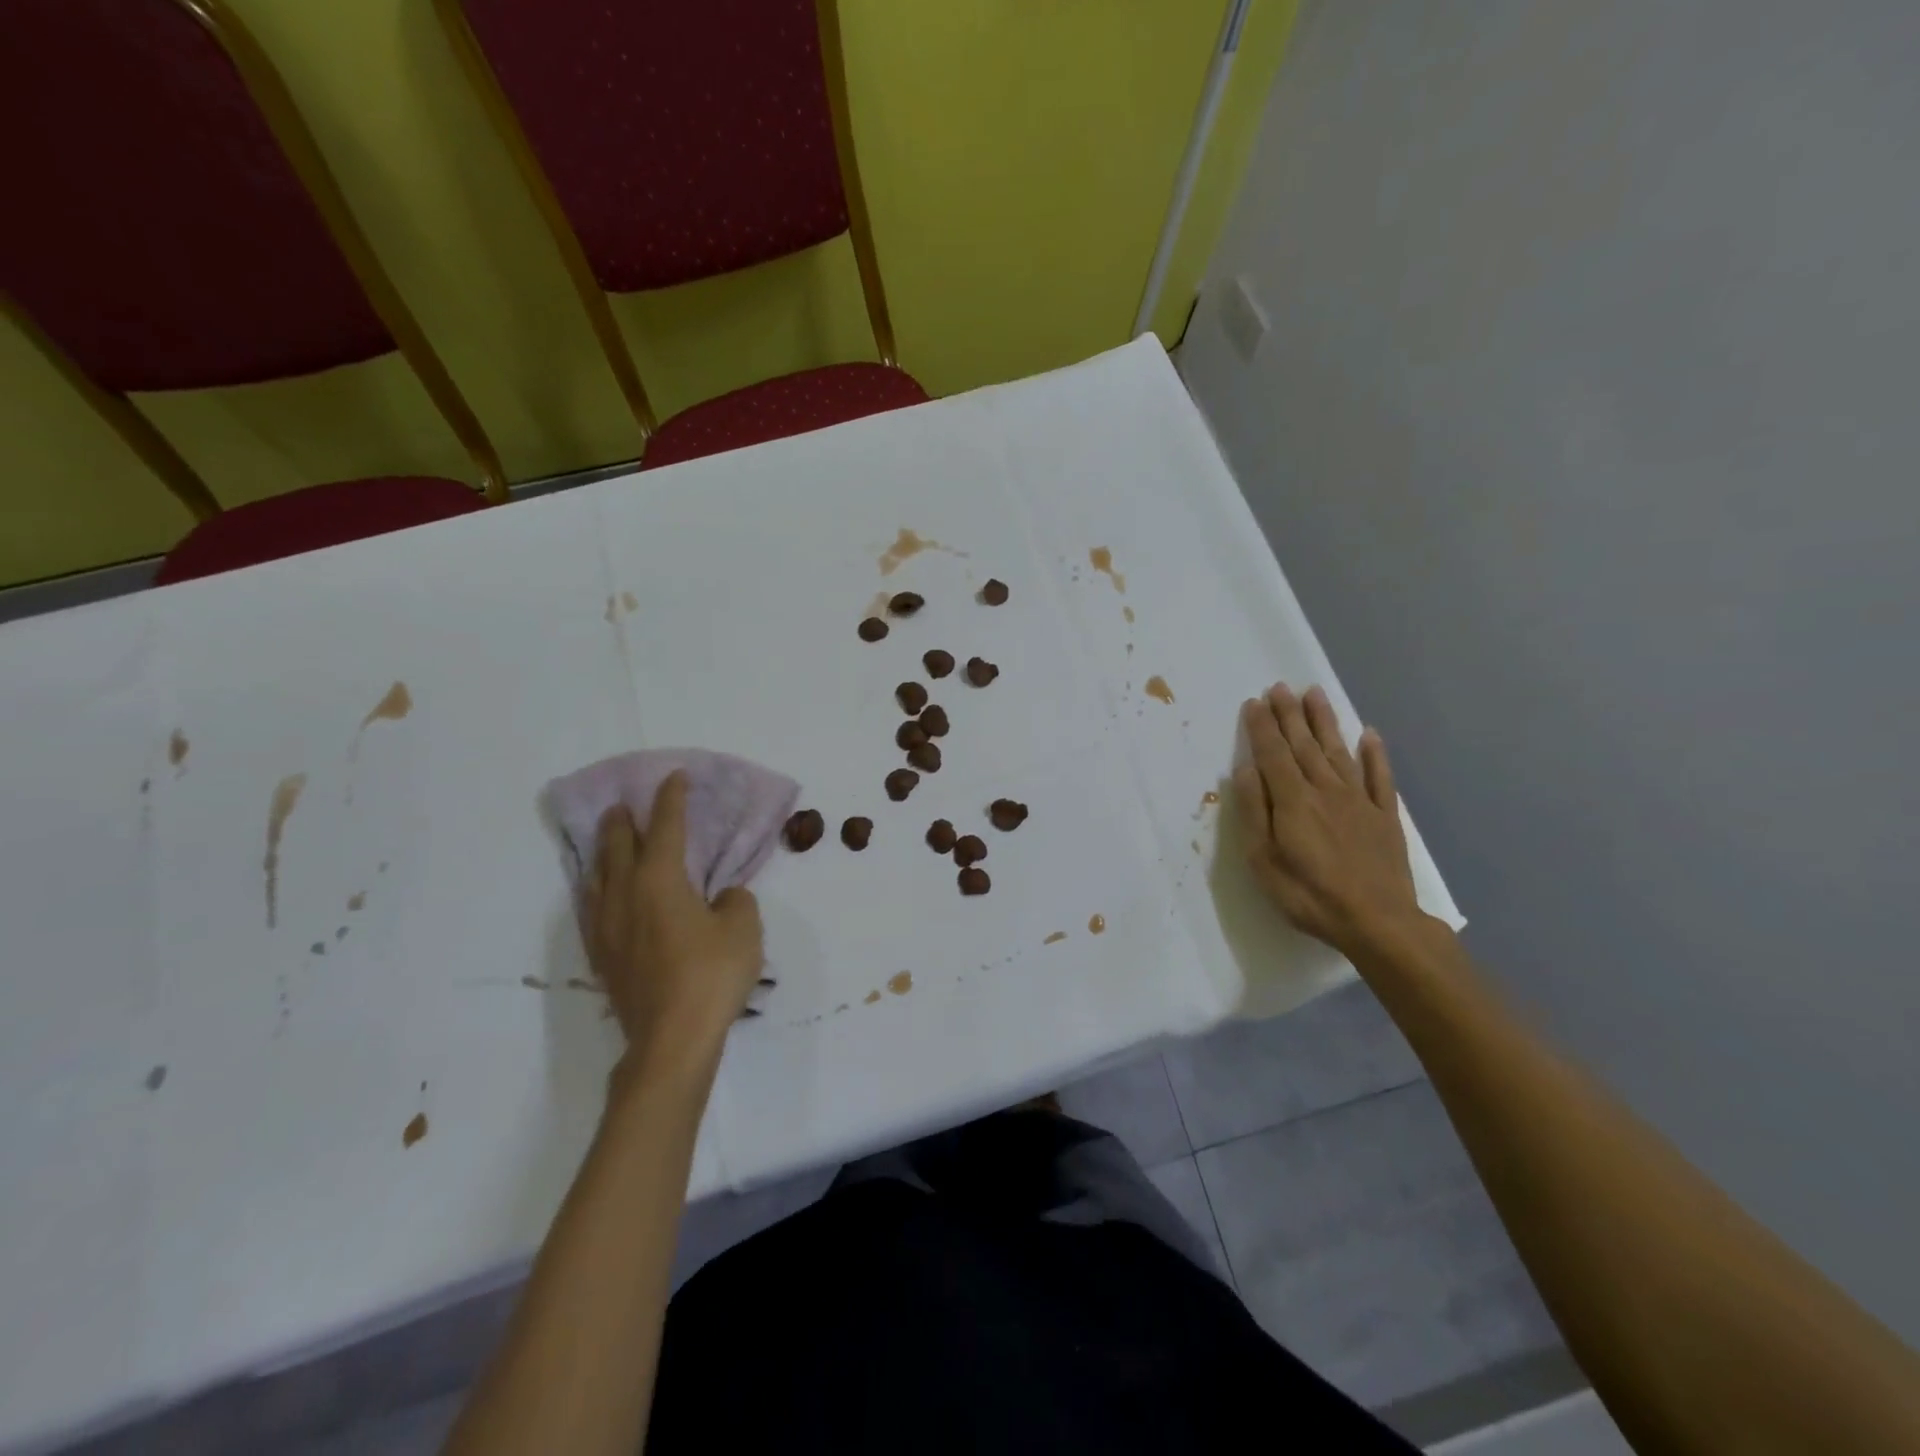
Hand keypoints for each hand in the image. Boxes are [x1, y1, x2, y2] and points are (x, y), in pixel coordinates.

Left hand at [582, 772, 764, 1080]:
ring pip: (598, 875)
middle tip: (625, 805)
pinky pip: (592, 906)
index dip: (671, 799)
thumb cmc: (712, 974)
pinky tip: (599, 893)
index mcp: (661, 879)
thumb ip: (734, 901)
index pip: (666, 827)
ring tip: (607, 840)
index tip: (674, 777)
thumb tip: (720, 898)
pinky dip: (597, 887)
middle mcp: (626, 894)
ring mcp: (607, 926)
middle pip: (619, 845)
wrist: (671, 1039)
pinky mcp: (602, 955)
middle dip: (624, 821)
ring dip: (604, 851)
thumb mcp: (744, 927)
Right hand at [1234, 683, 1421, 959]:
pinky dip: (1375, 754)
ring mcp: (1359, 801)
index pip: (1273, 754)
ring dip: (1325, 722)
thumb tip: (1244, 770)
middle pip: (1304, 745)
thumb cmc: (1309, 894)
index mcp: (1293, 800)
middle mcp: (1326, 790)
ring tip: (1315, 694)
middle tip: (1280, 687)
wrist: (1377, 922)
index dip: (1262, 727)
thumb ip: (1255, 812)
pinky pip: (1380, 777)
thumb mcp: (1264, 860)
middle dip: (1290, 714)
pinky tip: (1370, 735)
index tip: (1254, 702)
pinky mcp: (1384, 817)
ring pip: (1338, 752)